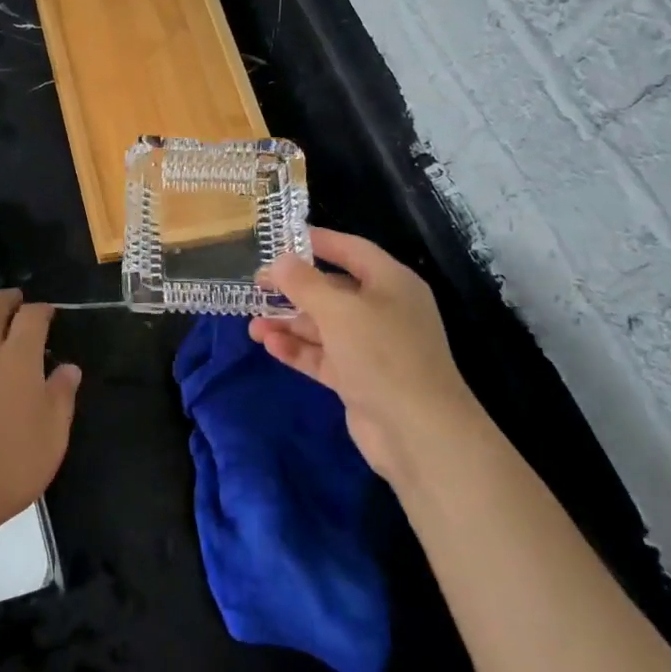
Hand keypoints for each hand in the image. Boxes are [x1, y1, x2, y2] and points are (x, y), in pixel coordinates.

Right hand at [249, 228, 474, 482]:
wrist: (418, 432)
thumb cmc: (382, 355)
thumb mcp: (338, 310)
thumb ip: (304, 283)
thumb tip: (279, 261)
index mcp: (390, 283)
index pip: (351, 250)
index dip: (317, 241)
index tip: (280, 238)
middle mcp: (383, 310)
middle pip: (333, 290)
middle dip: (294, 289)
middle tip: (256, 286)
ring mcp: (372, 347)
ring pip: (323, 326)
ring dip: (289, 323)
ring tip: (252, 324)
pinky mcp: (359, 379)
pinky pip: (323, 356)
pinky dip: (298, 349)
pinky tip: (270, 345)